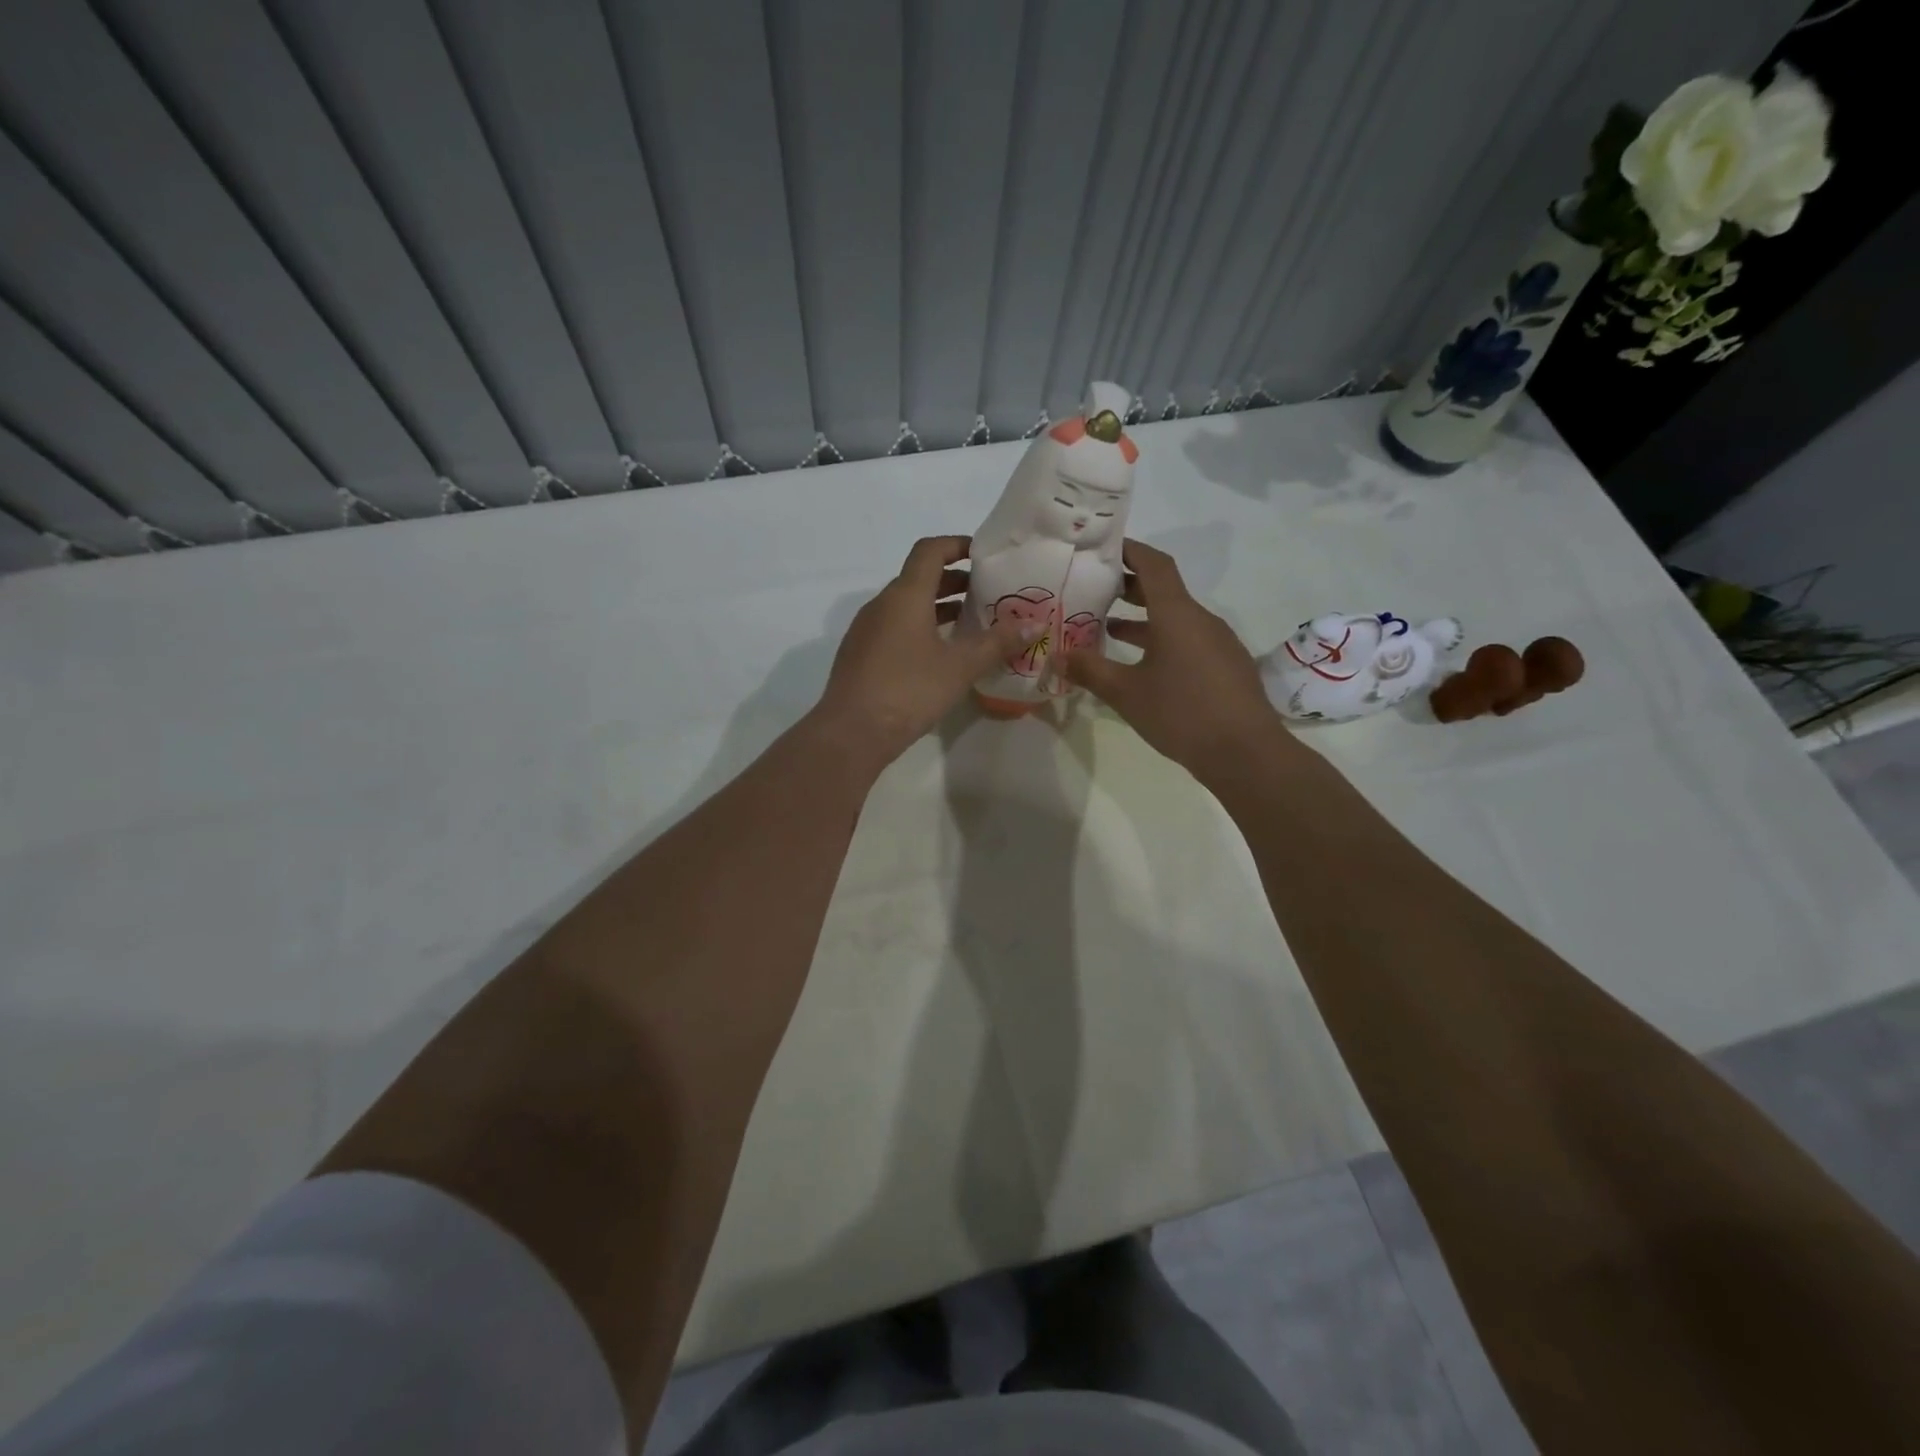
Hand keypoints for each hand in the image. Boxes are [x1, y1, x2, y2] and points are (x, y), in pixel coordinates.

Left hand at [813, 536, 1031, 767]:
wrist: (851, 733)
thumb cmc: (909, 690)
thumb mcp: (960, 667)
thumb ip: (997, 643)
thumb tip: (1035, 624)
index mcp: (905, 595)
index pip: (930, 551)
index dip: (957, 545)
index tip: (984, 555)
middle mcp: (882, 604)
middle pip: (919, 578)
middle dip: (954, 581)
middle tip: (987, 595)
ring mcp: (866, 630)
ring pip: (906, 606)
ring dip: (937, 608)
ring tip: (969, 625)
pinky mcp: (860, 655)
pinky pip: (895, 628)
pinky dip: (920, 629)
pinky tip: (939, 656)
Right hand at [1061, 540, 1287, 782]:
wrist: (1245, 753)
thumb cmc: (1182, 713)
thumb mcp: (1126, 693)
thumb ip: (1091, 670)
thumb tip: (1058, 656)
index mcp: (1177, 615)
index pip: (1154, 565)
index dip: (1130, 550)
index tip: (1104, 548)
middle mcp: (1201, 619)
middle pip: (1164, 590)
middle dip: (1130, 586)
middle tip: (1096, 589)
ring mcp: (1218, 642)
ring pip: (1176, 618)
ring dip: (1144, 618)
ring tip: (1109, 628)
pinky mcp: (1225, 665)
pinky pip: (1189, 639)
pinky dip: (1162, 639)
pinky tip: (1143, 664)